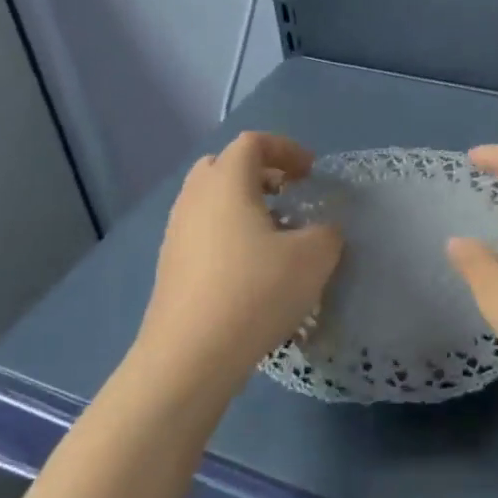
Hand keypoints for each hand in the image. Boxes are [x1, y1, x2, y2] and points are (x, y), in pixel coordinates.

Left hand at [135, 132, 343, 387]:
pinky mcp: (171, 266)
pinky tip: (251, 268)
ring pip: (211, 201)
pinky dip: (228, 233)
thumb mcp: (314, 258)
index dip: (286, 149)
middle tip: (287, 194)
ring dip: (243, 205)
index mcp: (226, 182)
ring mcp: (177, 232)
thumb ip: (327, 233)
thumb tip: (321, 231)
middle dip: (259, 173)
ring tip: (274, 234)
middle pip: (224, 166)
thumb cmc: (256, 291)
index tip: (311, 172)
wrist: (191, 354)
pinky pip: (203, 231)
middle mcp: (195, 198)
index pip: (253, 143)